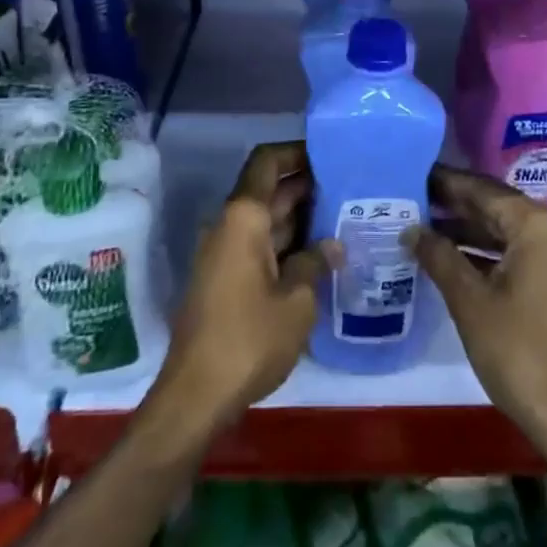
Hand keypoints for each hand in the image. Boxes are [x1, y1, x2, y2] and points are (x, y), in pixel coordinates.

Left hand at [153, 141, 337, 436]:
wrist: (196, 395)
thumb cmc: (249, 339)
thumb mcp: (297, 301)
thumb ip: (315, 263)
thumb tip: (332, 243)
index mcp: (243, 217)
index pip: (267, 162)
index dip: (296, 151)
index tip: (329, 153)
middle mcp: (230, 225)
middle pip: (269, 189)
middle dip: (307, 185)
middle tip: (350, 187)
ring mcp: (225, 252)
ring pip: (266, 218)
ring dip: (300, 216)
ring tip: (344, 216)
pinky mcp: (226, 278)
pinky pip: (260, 244)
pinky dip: (288, 242)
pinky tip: (320, 254)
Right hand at [409, 167, 546, 456]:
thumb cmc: (519, 352)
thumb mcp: (470, 301)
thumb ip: (439, 257)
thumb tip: (411, 230)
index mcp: (539, 225)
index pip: (484, 191)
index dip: (447, 183)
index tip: (414, 172)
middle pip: (498, 208)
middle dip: (456, 206)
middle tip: (413, 198)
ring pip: (508, 232)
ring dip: (470, 231)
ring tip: (424, 227)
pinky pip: (520, 254)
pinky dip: (489, 254)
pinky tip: (453, 259)